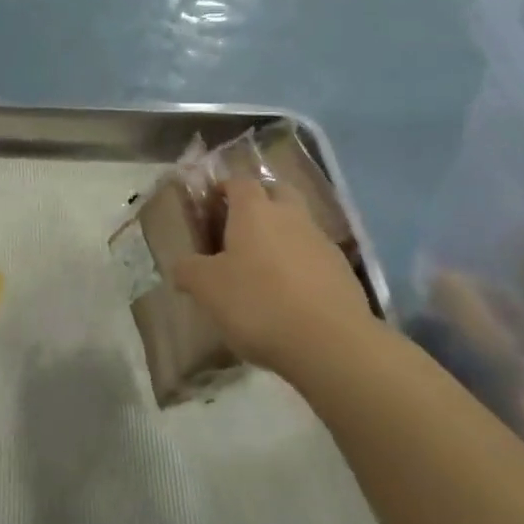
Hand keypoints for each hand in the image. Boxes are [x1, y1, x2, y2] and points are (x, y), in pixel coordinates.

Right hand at [175, 178, 374, 374]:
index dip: (224, 189)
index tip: (211, 205)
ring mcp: (321, 241)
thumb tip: (181, 265)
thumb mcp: (207, 289)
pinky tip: (290, 293)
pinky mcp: (342, 270)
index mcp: (255, 210)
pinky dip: (301, 264)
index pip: (239, 182)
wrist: (330, 342)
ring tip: (263, 267)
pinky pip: (315, 255)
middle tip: (240, 227)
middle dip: (260, 201)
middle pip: (276, 192)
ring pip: (299, 224)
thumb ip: (189, 271)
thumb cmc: (258, 303)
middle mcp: (291, 215)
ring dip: (282, 234)